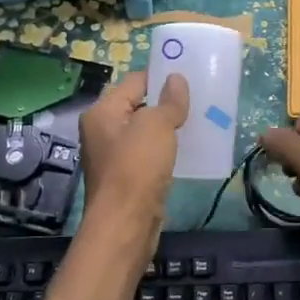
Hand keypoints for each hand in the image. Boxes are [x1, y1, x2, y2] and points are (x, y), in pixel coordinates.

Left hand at [79, 72, 188, 229]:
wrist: (125, 224)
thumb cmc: (137, 167)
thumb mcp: (157, 126)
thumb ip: (169, 101)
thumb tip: (177, 78)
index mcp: (103, 111)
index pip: (134, 81)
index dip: (161, 76)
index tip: (189, 76)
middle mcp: (102, 130)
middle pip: (138, 105)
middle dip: (166, 102)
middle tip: (197, 98)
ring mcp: (113, 156)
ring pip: (144, 132)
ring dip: (167, 127)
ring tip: (197, 121)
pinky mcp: (126, 177)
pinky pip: (148, 154)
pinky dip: (165, 150)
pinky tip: (186, 150)